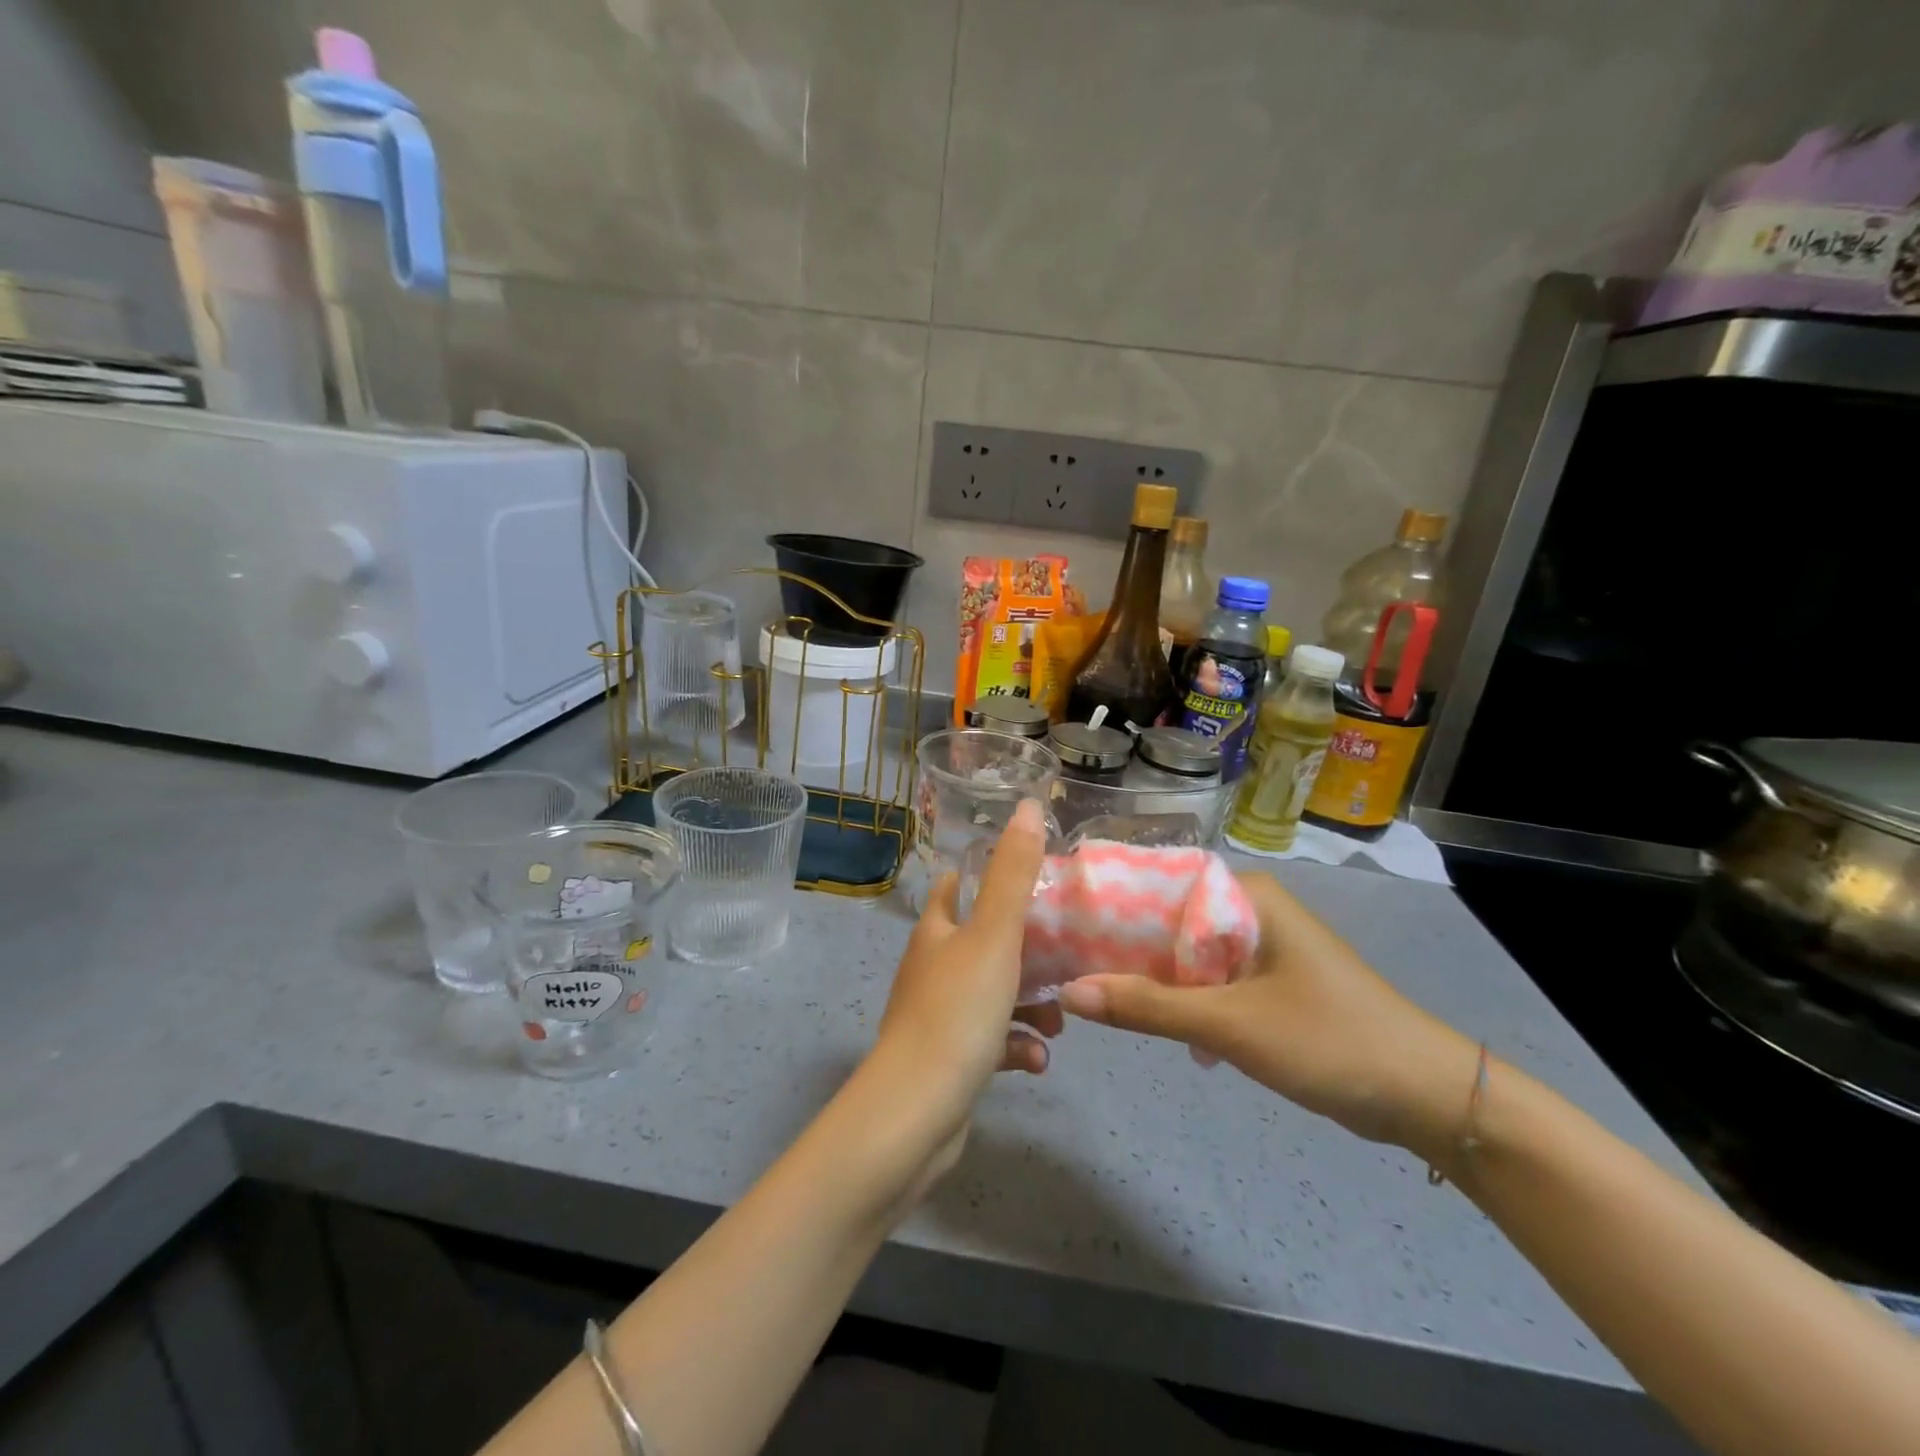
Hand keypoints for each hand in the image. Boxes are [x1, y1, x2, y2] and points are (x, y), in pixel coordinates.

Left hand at [868, 799, 1060, 1171]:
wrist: (916, 1112)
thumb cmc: (956, 1012)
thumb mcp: (994, 935)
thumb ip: (1013, 873)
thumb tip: (1028, 804)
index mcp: (935, 932)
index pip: (951, 886)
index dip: (984, 876)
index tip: (1030, 880)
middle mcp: (931, 968)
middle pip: (982, 944)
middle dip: (1027, 954)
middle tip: (1064, 963)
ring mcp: (936, 1016)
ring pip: (993, 996)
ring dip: (1030, 1006)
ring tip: (1057, 1025)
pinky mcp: (947, 1060)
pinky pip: (991, 1042)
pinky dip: (1016, 1047)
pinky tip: (1036, 1063)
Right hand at [1058, 872, 1477, 1160]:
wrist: (1427, 1097)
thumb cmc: (1329, 1039)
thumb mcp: (1231, 1024)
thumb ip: (1148, 1007)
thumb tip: (1069, 992)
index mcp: (1244, 895)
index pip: (1156, 878)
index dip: (1106, 898)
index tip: (1057, 919)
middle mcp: (1247, 910)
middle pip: (1165, 917)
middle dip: (1119, 943)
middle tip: (1062, 960)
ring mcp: (1258, 947)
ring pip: (1182, 952)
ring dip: (1146, 974)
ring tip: (1091, 989)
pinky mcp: (1266, 983)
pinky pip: (1205, 979)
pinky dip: (1178, 997)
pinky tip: (1151, 1023)